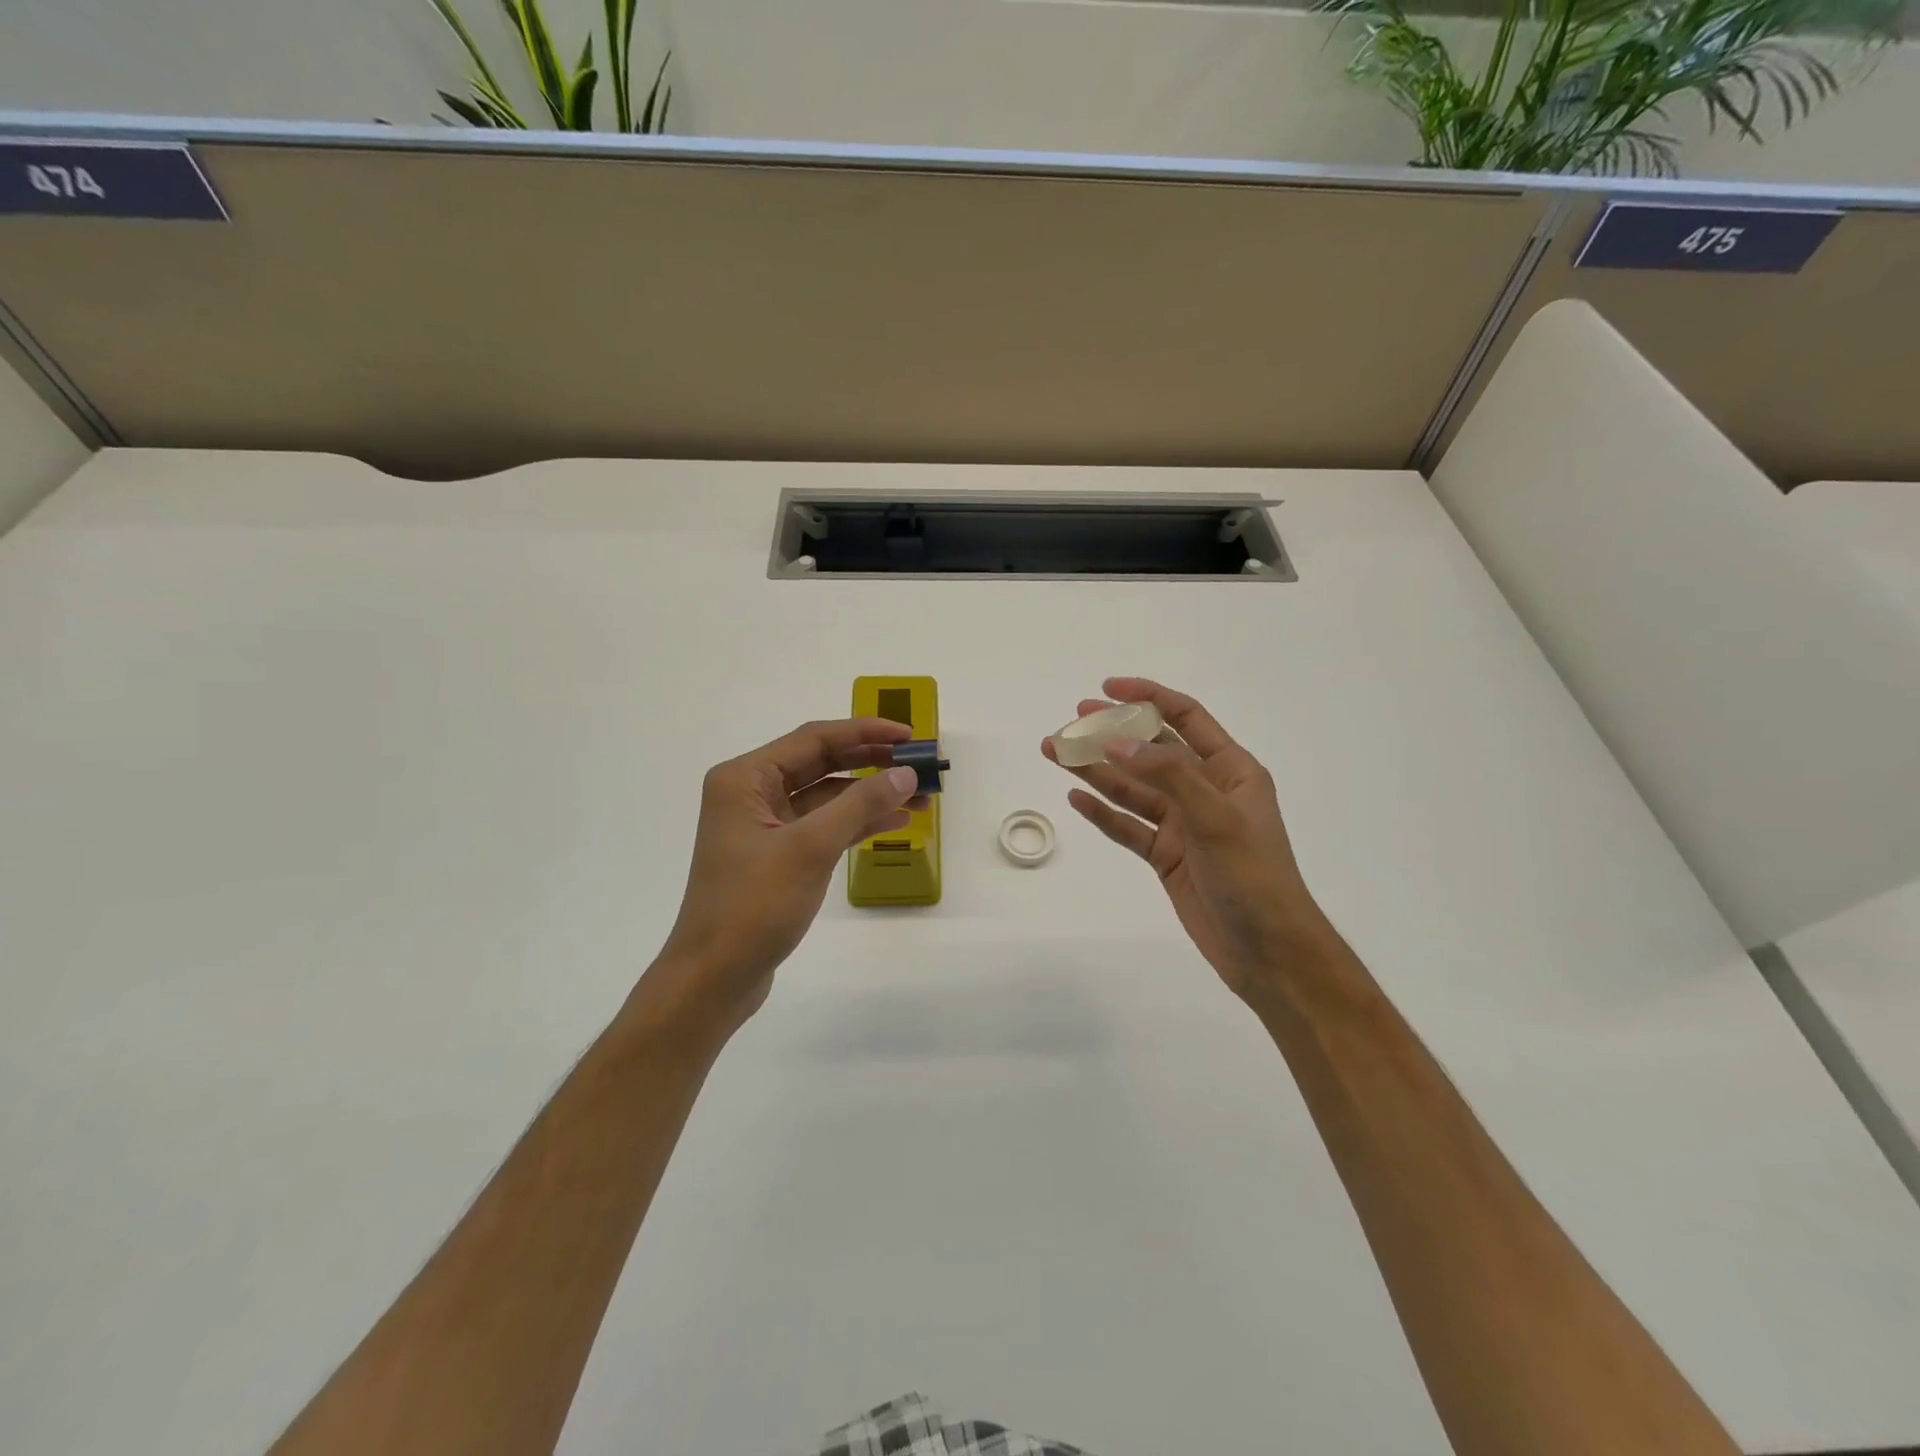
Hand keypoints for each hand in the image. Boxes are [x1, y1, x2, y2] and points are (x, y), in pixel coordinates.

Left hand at [643, 718, 925, 1032]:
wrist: (713, 978)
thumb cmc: (753, 906)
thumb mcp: (810, 848)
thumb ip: (860, 804)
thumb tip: (906, 773)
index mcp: (745, 778)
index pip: (814, 739)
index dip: (865, 733)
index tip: (910, 736)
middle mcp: (752, 793)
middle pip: (821, 763)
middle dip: (872, 762)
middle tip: (920, 763)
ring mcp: (764, 825)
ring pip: (826, 796)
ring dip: (870, 794)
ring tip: (921, 797)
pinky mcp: (777, 854)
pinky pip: (823, 825)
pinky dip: (856, 822)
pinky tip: (895, 821)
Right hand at [1043, 678, 1330, 998]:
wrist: (1269, 952)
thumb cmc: (1254, 877)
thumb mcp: (1216, 818)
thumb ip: (1168, 775)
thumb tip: (1117, 743)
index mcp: (1230, 770)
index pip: (1185, 718)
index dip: (1147, 697)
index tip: (1106, 689)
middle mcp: (1204, 790)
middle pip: (1150, 751)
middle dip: (1110, 735)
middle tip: (1069, 725)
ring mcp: (1183, 824)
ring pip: (1132, 788)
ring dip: (1096, 771)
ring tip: (1055, 753)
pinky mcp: (1167, 855)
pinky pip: (1128, 826)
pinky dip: (1102, 812)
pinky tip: (1076, 797)